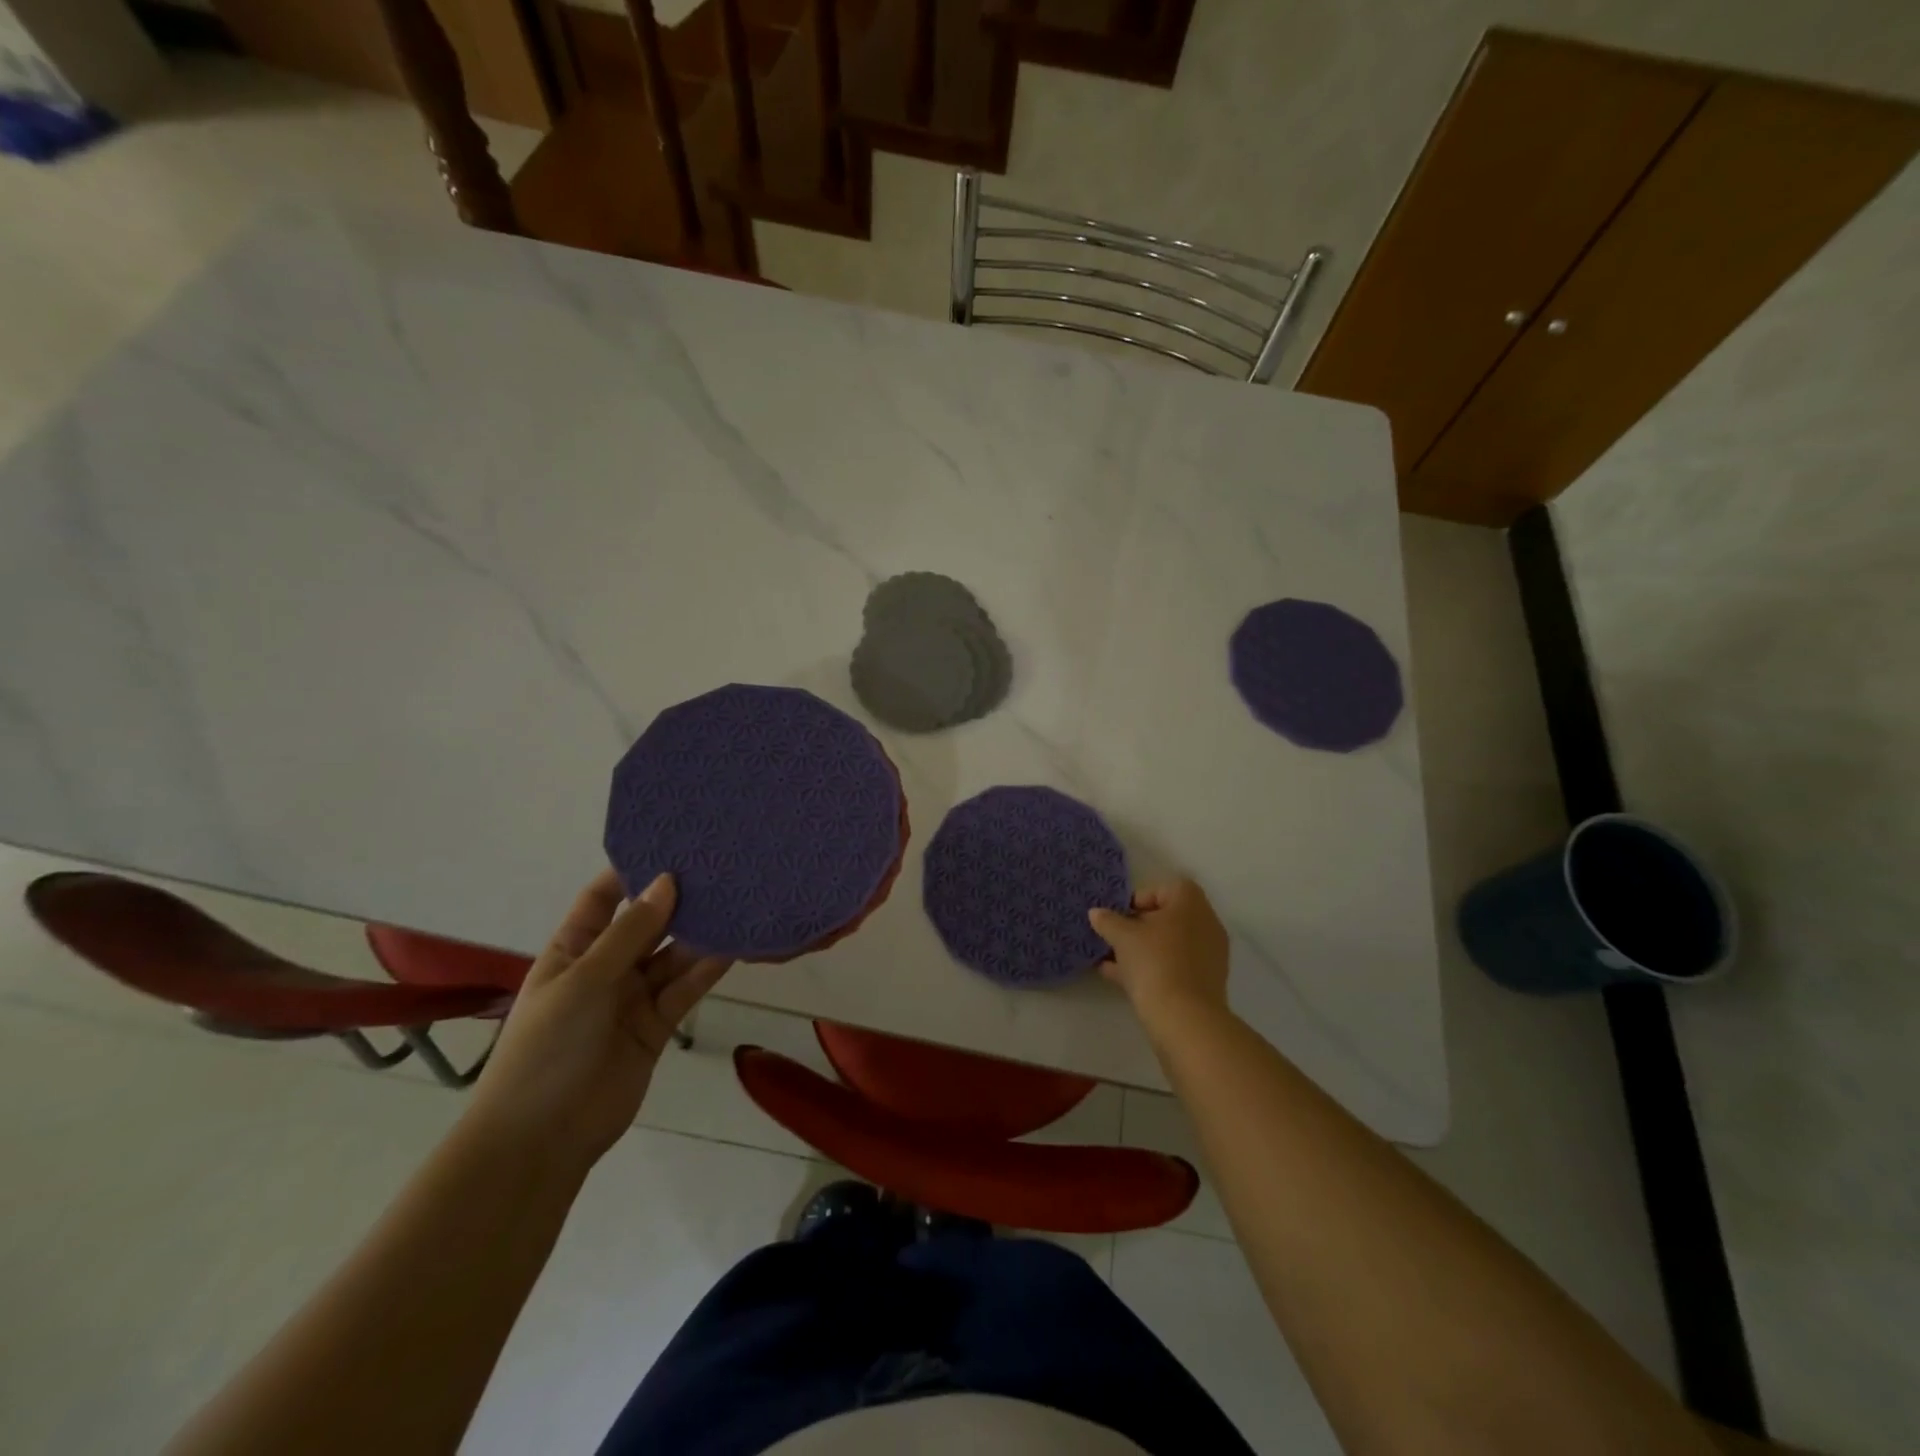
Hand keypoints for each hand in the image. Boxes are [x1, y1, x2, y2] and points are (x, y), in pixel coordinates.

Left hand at [463, 870, 728, 1172]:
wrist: (543, 1138)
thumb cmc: (549, 1047)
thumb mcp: (585, 980)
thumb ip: (630, 932)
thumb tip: (667, 881)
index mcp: (573, 949)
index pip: (603, 897)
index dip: (632, 871)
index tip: (672, 843)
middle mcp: (605, 967)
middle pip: (646, 923)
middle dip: (677, 899)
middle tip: (719, 867)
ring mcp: (633, 996)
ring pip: (673, 955)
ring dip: (699, 933)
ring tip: (737, 900)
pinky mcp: (658, 1024)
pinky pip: (685, 988)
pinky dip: (708, 969)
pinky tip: (735, 946)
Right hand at [1090, 878, 1231, 1029]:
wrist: (1185, 1019)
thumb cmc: (1155, 962)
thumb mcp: (1122, 937)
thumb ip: (1108, 921)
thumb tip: (1096, 912)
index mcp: (1191, 903)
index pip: (1163, 889)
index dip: (1137, 898)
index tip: (1117, 916)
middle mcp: (1205, 923)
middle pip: (1166, 918)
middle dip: (1136, 927)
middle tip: (1112, 937)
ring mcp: (1208, 955)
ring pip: (1168, 945)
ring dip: (1140, 950)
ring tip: (1109, 960)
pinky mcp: (1204, 982)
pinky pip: (1173, 966)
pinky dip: (1150, 968)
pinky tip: (1119, 978)